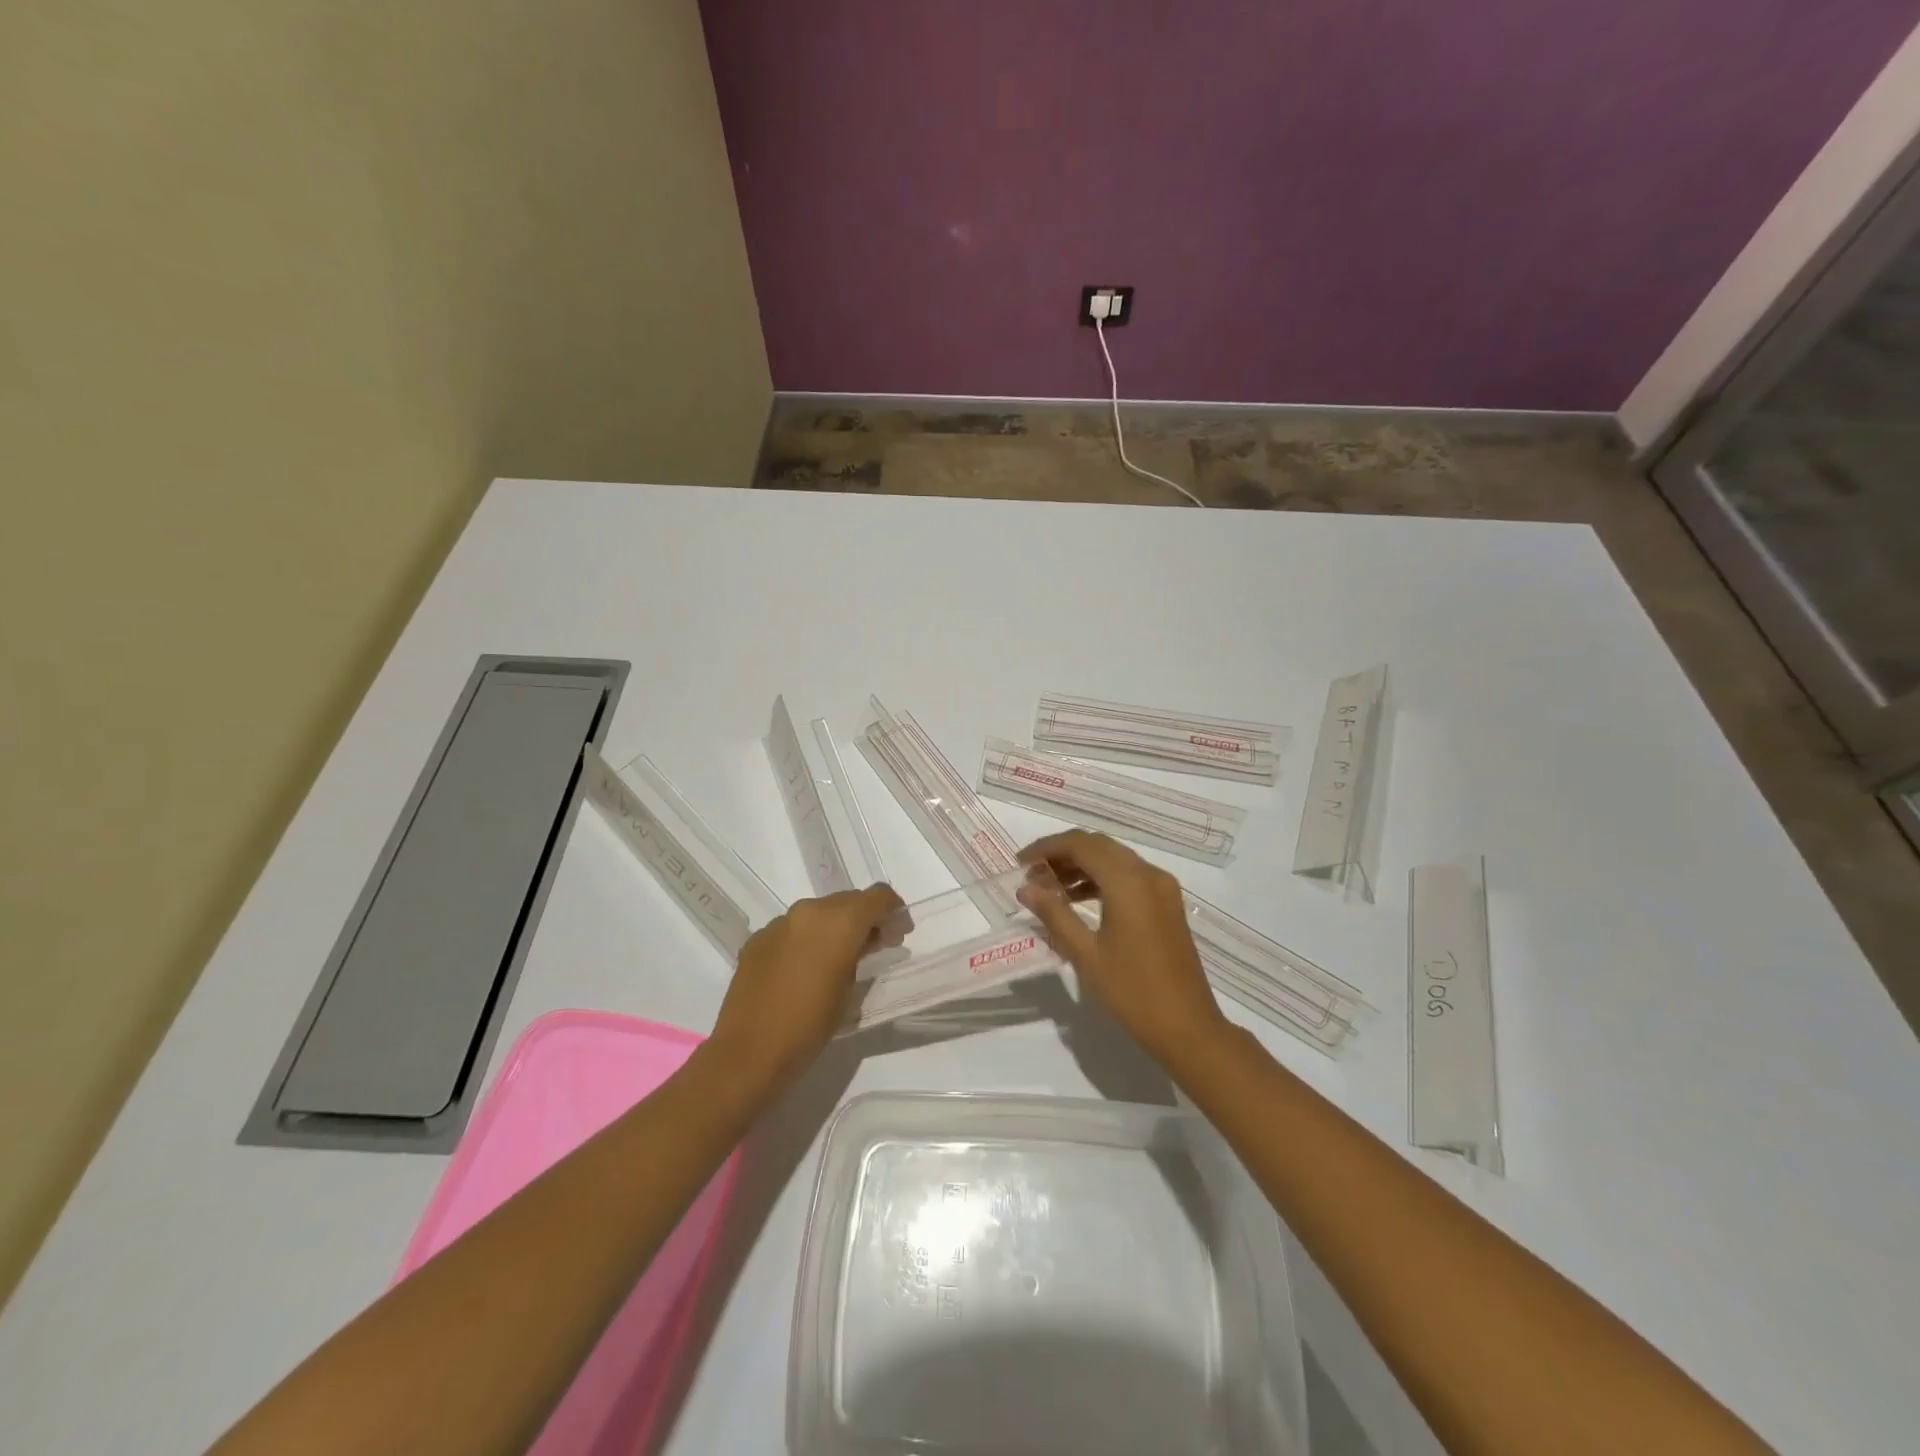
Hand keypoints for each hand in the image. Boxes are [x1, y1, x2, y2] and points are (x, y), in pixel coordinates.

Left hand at [704, 884, 904, 1097]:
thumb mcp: (850, 990)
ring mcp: (778, 923)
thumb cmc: (810, 1025)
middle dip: (865, 918)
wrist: (749, 1053)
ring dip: (835, 927)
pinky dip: (807, 939)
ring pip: (818, 912)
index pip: (877, 897)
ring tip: (839, 958)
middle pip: (848, 901)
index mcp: (838, 921)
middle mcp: (808, 911)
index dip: (893, 910)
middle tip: (876, 946)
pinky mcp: (757, 939)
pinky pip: (792, 929)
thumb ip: (861, 954)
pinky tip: (805, 970)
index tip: (900, 932)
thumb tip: (863, 942)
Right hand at [1017, 831, 1228, 1066]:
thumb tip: (1025, 888)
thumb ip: (1055, 915)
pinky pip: (1129, 876)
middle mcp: (1149, 874)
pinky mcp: (1168, 903)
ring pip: (1115, 859)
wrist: (1187, 1028)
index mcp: (1128, 882)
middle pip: (1099, 846)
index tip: (1021, 863)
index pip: (1081, 845)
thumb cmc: (1132, 992)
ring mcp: (1163, 888)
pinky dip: (1102, 879)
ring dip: (1082, 865)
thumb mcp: (1086, 954)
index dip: (1048, 848)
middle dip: (1063, 853)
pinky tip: (1079, 899)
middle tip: (1033, 874)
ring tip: (1050, 888)